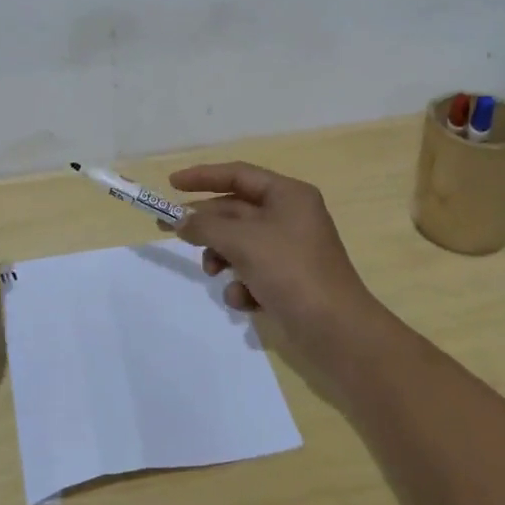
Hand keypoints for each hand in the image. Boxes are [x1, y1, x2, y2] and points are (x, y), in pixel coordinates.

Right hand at [168, 162, 381, 344]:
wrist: (336, 331)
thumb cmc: (291, 271)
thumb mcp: (243, 241)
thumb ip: (206, 226)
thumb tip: (181, 220)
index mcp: (288, 195)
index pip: (238, 174)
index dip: (202, 176)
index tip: (171, 184)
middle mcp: (290, 216)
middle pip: (236, 210)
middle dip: (206, 225)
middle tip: (167, 230)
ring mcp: (290, 250)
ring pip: (240, 244)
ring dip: (222, 257)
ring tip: (214, 272)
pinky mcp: (288, 281)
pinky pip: (253, 272)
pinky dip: (242, 284)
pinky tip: (244, 301)